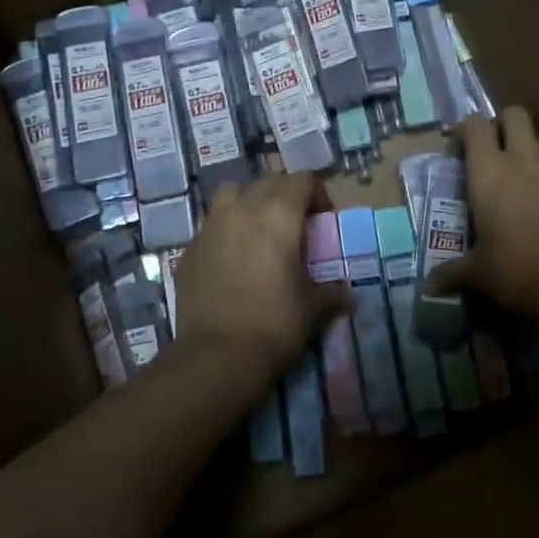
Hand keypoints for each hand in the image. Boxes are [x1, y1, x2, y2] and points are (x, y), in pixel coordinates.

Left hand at [171, 172, 346, 383]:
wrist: (216, 356)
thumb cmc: (274, 323)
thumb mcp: (312, 308)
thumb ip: (331, 293)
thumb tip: (348, 297)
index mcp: (279, 213)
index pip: (303, 180)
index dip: (317, 195)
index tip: (323, 221)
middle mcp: (243, 208)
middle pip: (269, 182)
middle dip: (285, 195)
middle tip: (294, 226)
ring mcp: (211, 225)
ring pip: (233, 194)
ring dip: (249, 202)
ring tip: (258, 230)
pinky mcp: (190, 248)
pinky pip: (211, 225)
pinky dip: (225, 231)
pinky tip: (231, 259)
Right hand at [423, 108, 538, 320]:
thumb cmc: (517, 270)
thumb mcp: (479, 274)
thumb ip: (452, 272)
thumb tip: (428, 286)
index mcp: (490, 172)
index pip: (475, 125)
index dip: (464, 128)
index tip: (457, 146)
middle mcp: (524, 162)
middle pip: (515, 116)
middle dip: (502, 124)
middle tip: (491, 150)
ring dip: (526, 153)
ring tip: (517, 182)